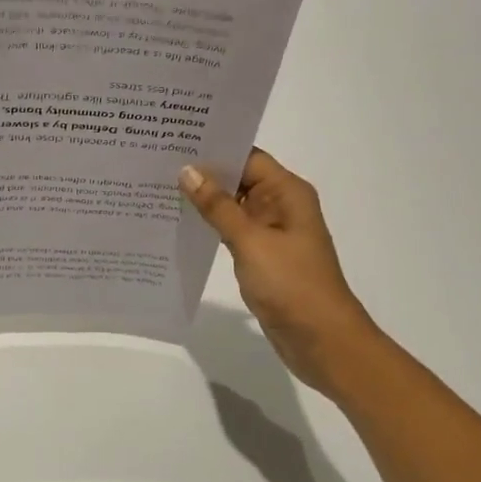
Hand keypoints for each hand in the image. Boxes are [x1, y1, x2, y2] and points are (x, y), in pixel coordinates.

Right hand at [180, 149, 378, 398]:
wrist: (322, 341)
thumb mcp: (251, 241)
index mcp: (287, 192)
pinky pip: (232, 230)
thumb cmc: (292, 284)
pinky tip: (179, 222)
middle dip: (203, 172)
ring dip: (204, 199)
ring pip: (233, 205)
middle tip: (157, 160)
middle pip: (239, 178)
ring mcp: (271, 232)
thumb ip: (218, 206)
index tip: (175, 140)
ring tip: (160, 186)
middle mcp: (281, 205)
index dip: (214, 148)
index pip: (247, 157)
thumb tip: (188, 171)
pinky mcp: (262, 256)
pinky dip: (210, 225)